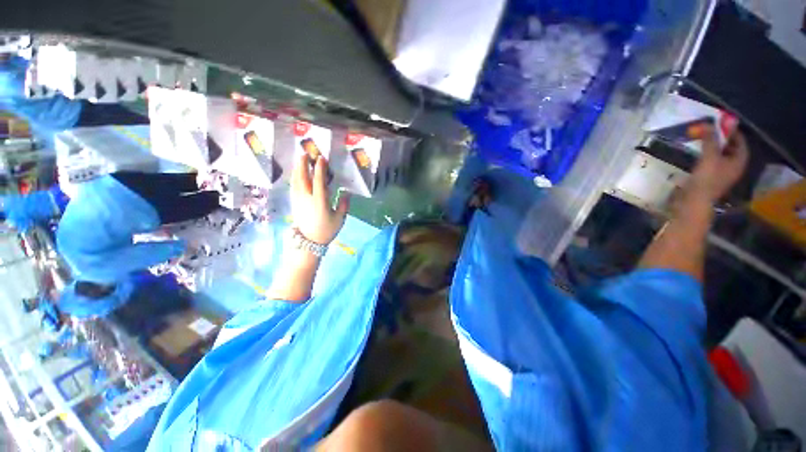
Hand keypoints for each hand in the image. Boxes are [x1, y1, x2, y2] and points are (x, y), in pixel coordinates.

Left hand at [291, 154, 349, 244]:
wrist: (309, 242)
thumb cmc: (326, 230)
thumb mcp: (339, 219)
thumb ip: (343, 205)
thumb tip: (346, 193)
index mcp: (319, 202)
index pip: (318, 181)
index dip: (319, 169)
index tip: (321, 158)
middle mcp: (306, 198)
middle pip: (303, 178)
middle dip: (303, 164)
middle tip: (305, 153)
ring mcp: (298, 200)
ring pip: (296, 181)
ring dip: (297, 169)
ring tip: (300, 160)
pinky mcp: (294, 203)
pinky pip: (293, 186)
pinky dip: (295, 178)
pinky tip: (296, 174)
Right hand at [688, 127, 748, 202]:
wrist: (694, 201)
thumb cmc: (706, 179)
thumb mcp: (709, 156)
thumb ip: (710, 139)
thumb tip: (708, 123)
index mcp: (739, 161)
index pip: (740, 142)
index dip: (732, 131)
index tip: (721, 123)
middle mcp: (733, 167)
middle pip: (730, 148)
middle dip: (721, 139)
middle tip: (710, 130)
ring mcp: (722, 174)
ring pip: (720, 155)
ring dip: (712, 147)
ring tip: (702, 140)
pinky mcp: (710, 178)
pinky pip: (711, 162)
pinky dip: (706, 155)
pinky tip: (697, 154)